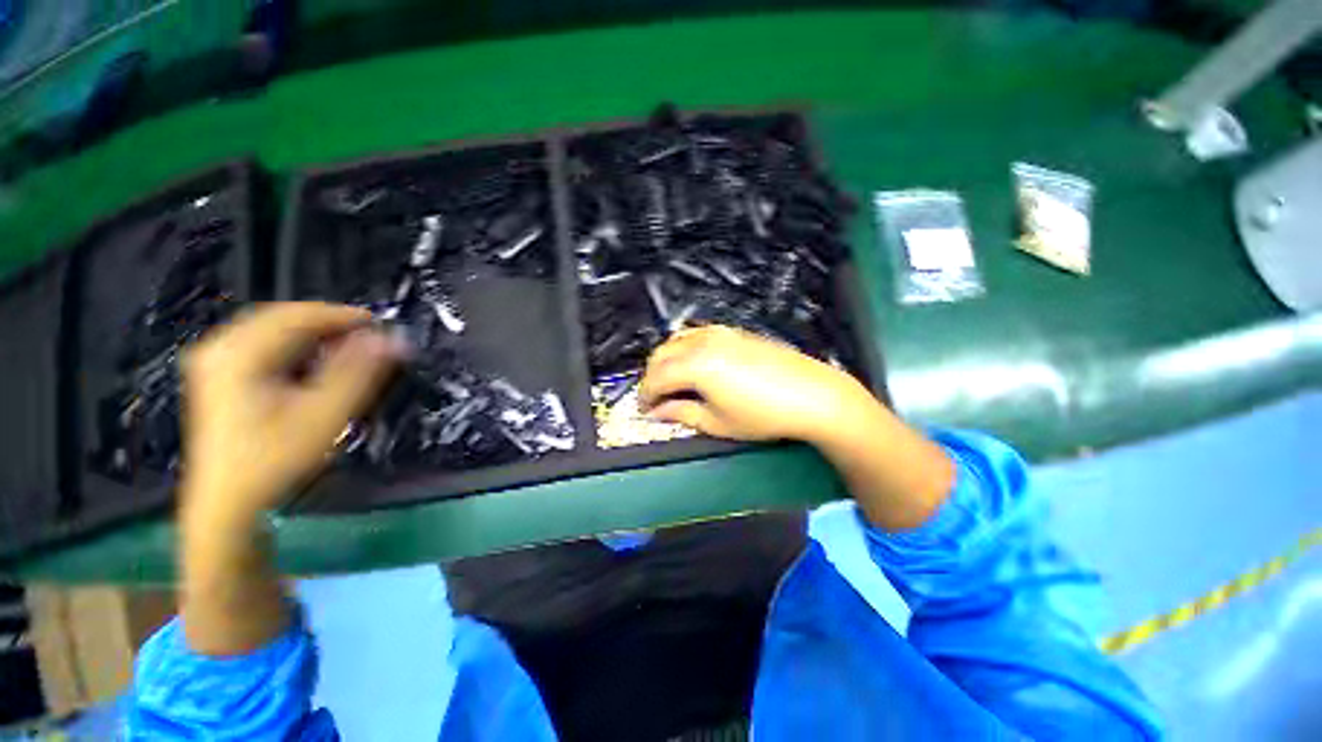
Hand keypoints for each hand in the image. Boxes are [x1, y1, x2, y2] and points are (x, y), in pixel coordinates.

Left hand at [181, 302, 401, 523]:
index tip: (382, 326)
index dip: (344, 316)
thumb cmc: (276, 458)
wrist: (228, 503)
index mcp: (239, 353)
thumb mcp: (326, 414)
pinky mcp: (217, 375)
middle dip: (329, 325)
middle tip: (369, 340)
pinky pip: (263, 344)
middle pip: (283, 318)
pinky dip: (296, 348)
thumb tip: (392, 339)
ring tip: (349, 352)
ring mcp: (214, 360)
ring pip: (274, 330)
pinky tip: (314, 365)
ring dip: (314, 336)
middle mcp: (220, 347)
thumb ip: (359, 372)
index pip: (298, 315)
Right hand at [638, 325, 874, 442]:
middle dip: (652, 376)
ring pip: (678, 340)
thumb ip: (681, 413)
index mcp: (695, 365)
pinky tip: (694, 365)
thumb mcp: (717, 422)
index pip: (656, 377)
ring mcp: (720, 332)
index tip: (644, 410)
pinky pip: (697, 334)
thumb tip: (658, 411)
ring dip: (667, 360)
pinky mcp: (734, 332)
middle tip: (656, 399)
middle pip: (662, 354)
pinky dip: (685, 348)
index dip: (645, 395)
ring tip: (672, 382)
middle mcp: (702, 341)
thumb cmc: (762, 415)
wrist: (812, 395)